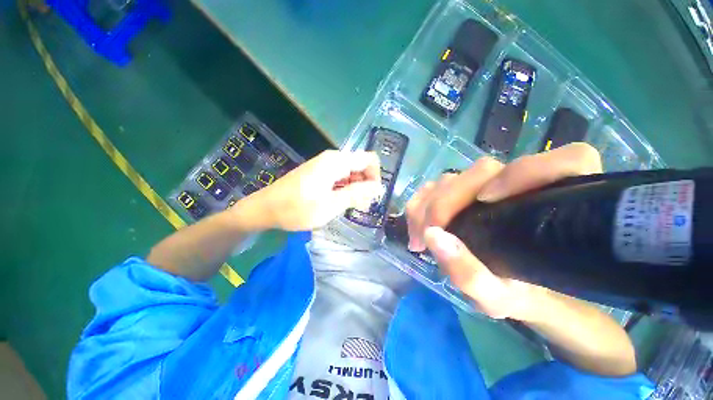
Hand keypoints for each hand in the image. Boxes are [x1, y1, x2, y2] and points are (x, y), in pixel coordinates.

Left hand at [245, 150, 382, 230]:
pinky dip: (345, 189)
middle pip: (360, 166)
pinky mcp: (319, 173)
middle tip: (361, 206)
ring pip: (351, 173)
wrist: (265, 208)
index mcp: (336, 162)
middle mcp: (332, 159)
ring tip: (351, 207)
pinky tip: (340, 202)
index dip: (375, 176)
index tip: (372, 196)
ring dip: (356, 188)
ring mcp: (324, 165)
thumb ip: (356, 194)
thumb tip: (379, 187)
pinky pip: (340, 177)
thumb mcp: (331, 205)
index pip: (369, 159)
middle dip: (366, 184)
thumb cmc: (297, 208)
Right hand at [405, 143, 602, 320]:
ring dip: (429, 202)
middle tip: (427, 234)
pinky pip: (436, 186)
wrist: (508, 291)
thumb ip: (469, 273)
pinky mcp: (463, 193)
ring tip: (419, 235)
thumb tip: (432, 235)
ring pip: (454, 177)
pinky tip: (417, 223)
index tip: (484, 201)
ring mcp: (487, 188)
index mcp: (555, 208)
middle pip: (483, 170)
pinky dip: (421, 201)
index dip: (526, 172)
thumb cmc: (514, 296)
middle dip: (446, 200)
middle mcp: (521, 188)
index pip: (567, 160)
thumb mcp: (495, 298)